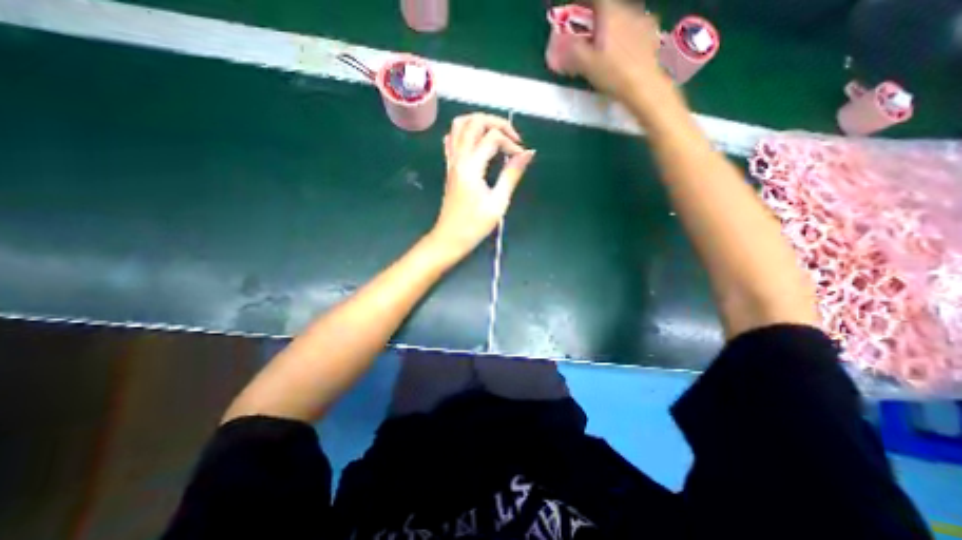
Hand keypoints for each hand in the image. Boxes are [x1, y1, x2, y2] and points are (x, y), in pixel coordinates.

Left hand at [431, 113, 536, 256]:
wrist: (449, 238)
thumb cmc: (474, 225)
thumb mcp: (498, 202)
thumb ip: (512, 174)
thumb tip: (528, 153)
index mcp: (471, 166)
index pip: (492, 137)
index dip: (511, 143)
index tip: (521, 158)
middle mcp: (458, 158)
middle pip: (473, 121)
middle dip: (497, 123)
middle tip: (513, 138)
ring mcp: (451, 162)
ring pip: (459, 125)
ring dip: (479, 123)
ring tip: (497, 135)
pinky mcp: (449, 168)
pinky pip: (452, 140)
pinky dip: (465, 133)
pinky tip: (477, 144)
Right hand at [571, 0, 674, 113]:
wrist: (645, 87)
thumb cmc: (614, 74)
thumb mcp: (586, 64)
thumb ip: (570, 52)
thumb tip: (554, 50)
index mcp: (611, 13)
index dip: (580, 4)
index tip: (571, 15)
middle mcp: (629, 10)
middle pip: (607, 8)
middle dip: (594, 20)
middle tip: (584, 36)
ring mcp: (642, 21)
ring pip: (620, 19)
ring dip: (608, 28)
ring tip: (601, 48)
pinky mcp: (651, 36)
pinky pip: (632, 29)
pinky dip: (621, 37)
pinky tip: (619, 54)